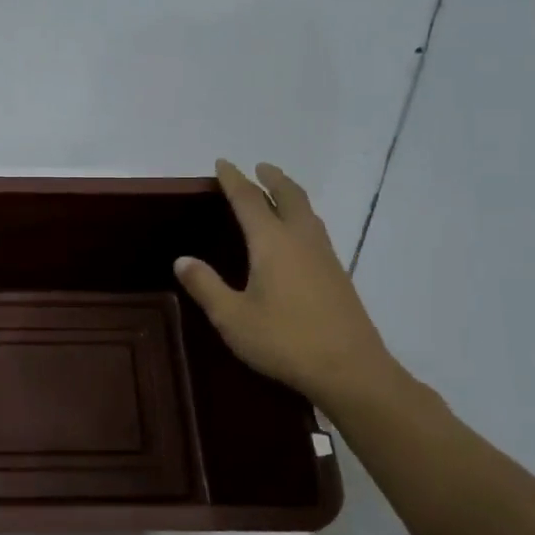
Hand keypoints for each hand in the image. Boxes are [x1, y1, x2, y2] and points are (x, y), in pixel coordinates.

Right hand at [175, 160, 402, 410]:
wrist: (351, 371)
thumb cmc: (285, 341)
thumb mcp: (232, 318)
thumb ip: (206, 286)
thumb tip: (183, 259)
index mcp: (272, 243)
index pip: (249, 200)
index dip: (234, 180)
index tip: (223, 163)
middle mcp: (301, 240)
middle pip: (289, 196)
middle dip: (272, 179)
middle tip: (260, 167)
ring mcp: (324, 257)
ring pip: (308, 212)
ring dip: (291, 195)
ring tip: (278, 193)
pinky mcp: (337, 275)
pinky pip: (316, 230)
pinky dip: (302, 217)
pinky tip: (297, 236)